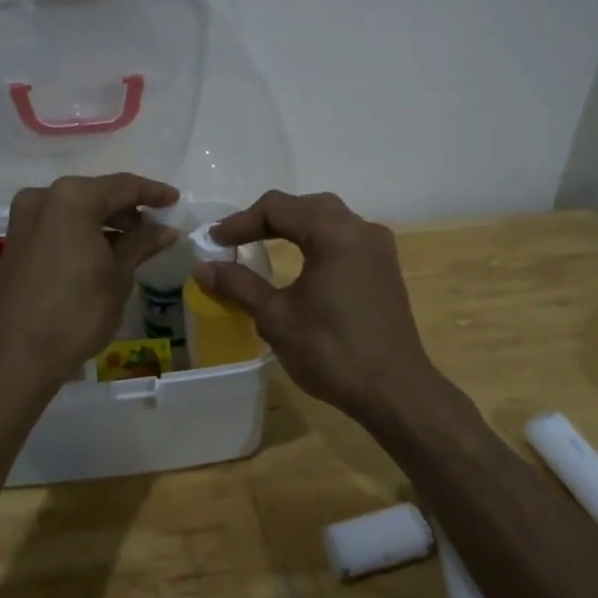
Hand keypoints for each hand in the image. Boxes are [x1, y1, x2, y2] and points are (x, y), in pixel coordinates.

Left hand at [0, 173, 179, 392]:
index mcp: (73, 198)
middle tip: (155, 227)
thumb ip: (142, 244)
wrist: (17, 355)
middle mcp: (44, 197)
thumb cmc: (76, 311)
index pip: (123, 186)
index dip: (153, 193)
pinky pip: (58, 225)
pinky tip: (103, 252)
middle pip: (97, 194)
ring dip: (105, 222)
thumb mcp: (118, 276)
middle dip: (127, 209)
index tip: (175, 200)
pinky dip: (82, 232)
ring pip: (76, 209)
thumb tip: (165, 230)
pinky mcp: (16, 241)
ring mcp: (24, 218)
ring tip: (134, 244)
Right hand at [193, 190, 445, 427]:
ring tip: (263, 245)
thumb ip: (239, 285)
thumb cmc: (332, 351)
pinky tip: (301, 262)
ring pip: (328, 219)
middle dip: (267, 219)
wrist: (394, 391)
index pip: (277, 208)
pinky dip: (316, 240)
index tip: (213, 241)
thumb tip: (203, 268)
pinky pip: (345, 238)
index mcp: (334, 233)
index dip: (240, 222)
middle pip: (305, 206)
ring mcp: (378, 247)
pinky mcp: (385, 268)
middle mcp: (360, 229)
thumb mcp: (276, 317)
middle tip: (236, 240)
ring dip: (294, 226)